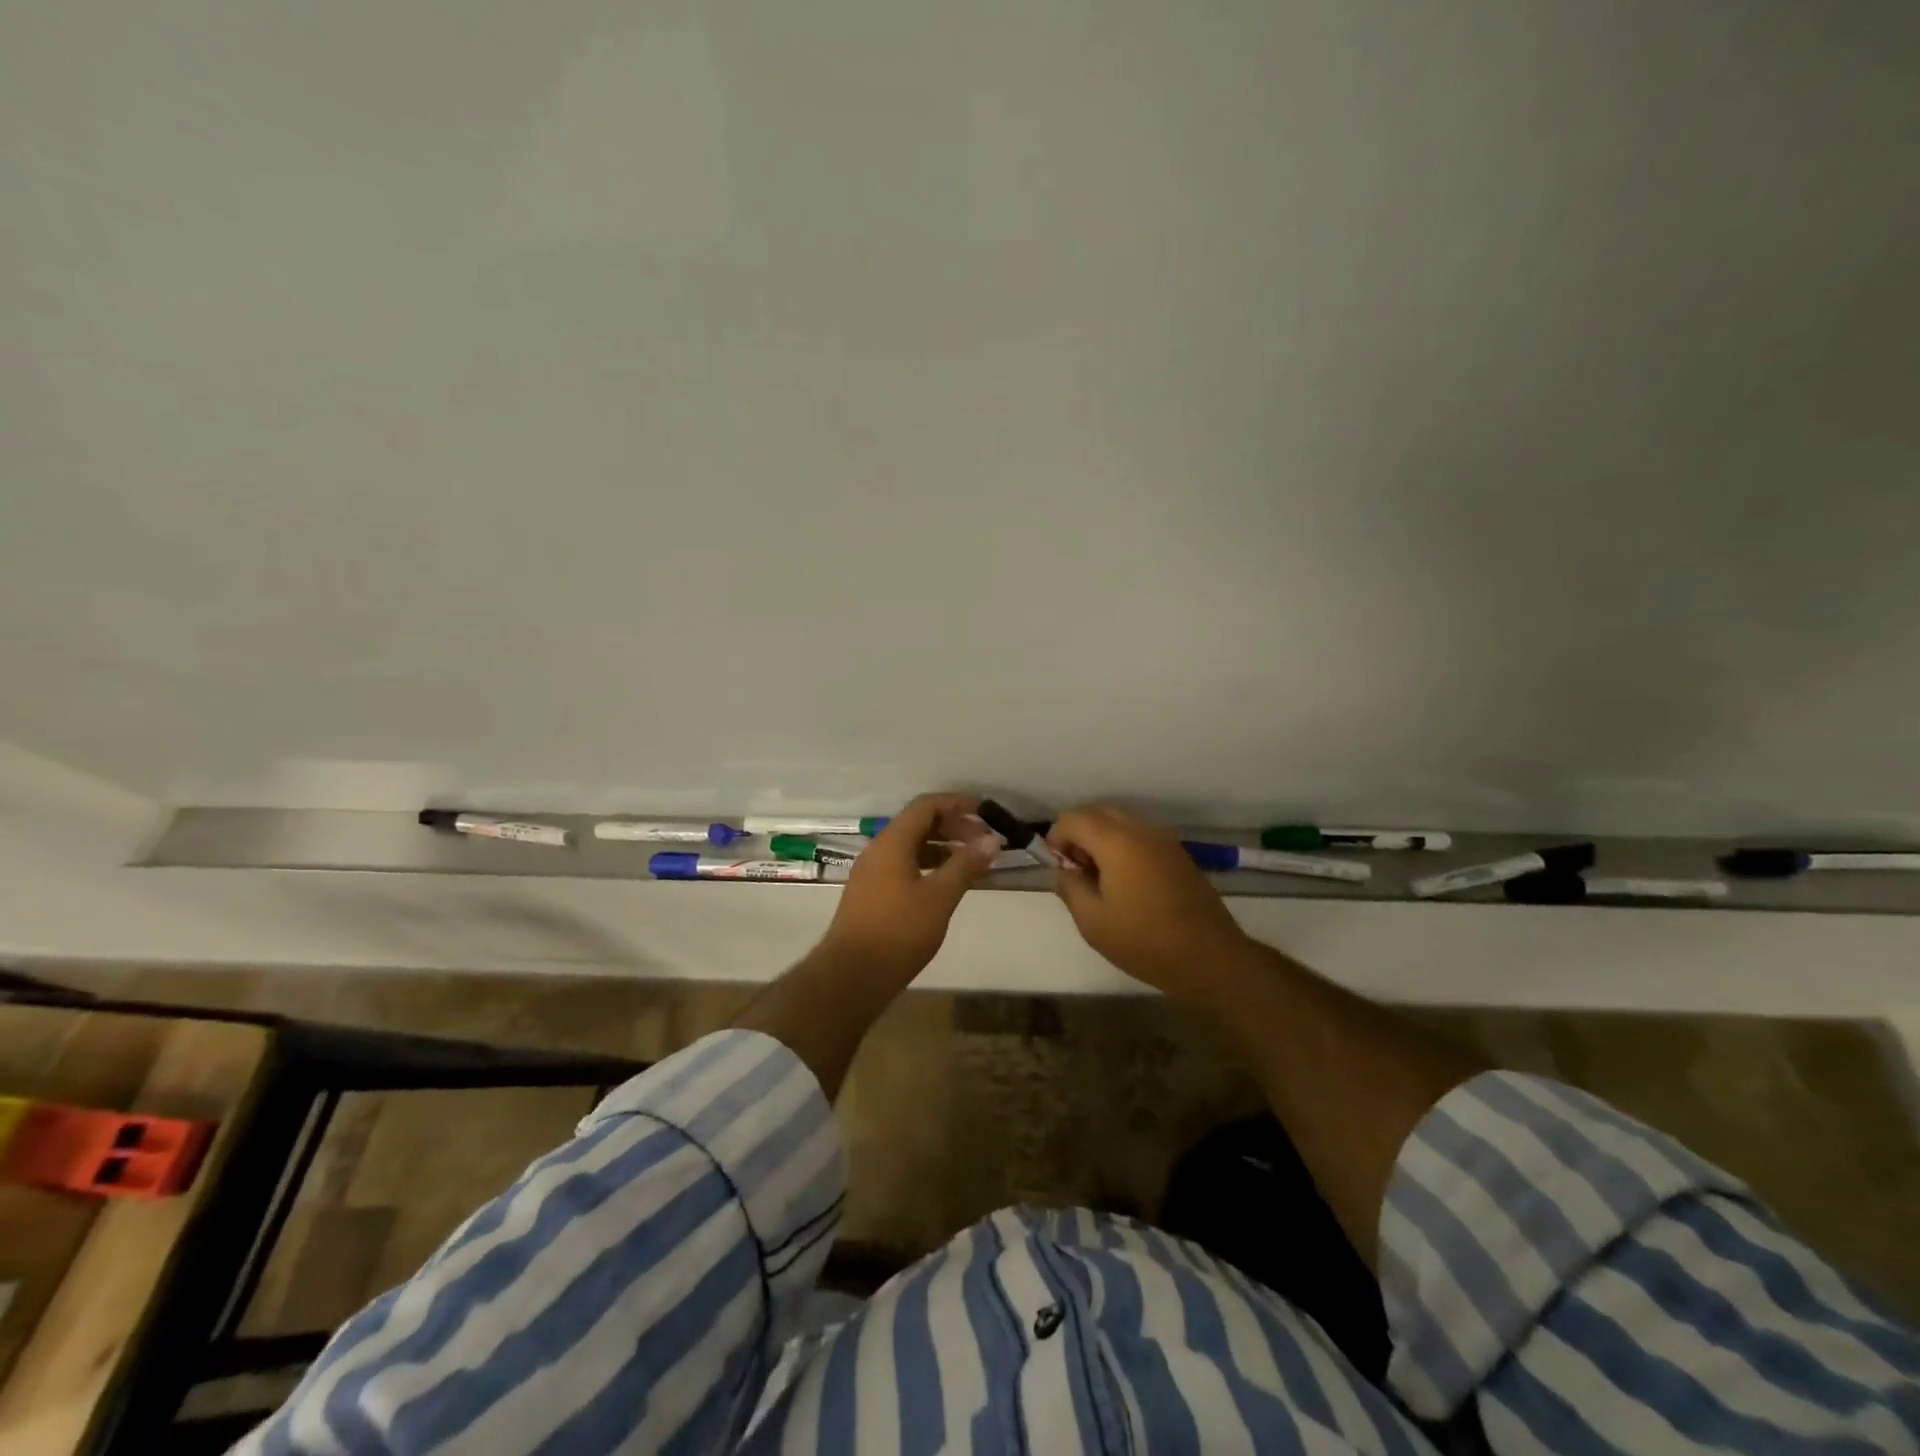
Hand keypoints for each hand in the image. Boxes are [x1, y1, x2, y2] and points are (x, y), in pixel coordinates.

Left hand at [819, 793, 1002, 981]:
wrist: (852, 976)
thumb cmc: (899, 932)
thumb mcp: (939, 897)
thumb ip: (965, 865)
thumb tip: (992, 840)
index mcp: (892, 842)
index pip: (926, 806)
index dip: (956, 803)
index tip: (985, 812)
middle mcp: (878, 850)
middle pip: (918, 824)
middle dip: (953, 827)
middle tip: (984, 842)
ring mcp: (871, 873)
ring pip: (910, 847)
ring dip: (942, 848)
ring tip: (971, 863)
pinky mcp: (870, 894)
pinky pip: (903, 866)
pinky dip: (928, 866)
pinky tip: (945, 885)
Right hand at [1048, 805, 1251, 995]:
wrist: (1209, 957)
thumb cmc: (1144, 940)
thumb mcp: (1092, 921)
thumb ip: (1070, 888)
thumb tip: (1065, 872)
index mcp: (1116, 840)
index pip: (1073, 818)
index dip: (1057, 838)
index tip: (1058, 868)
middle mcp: (1141, 830)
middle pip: (1098, 812)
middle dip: (1079, 834)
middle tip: (1076, 870)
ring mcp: (1164, 840)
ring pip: (1121, 822)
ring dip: (1102, 839)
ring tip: (1100, 878)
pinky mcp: (1179, 854)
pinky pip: (1141, 836)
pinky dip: (1124, 846)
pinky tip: (1126, 883)